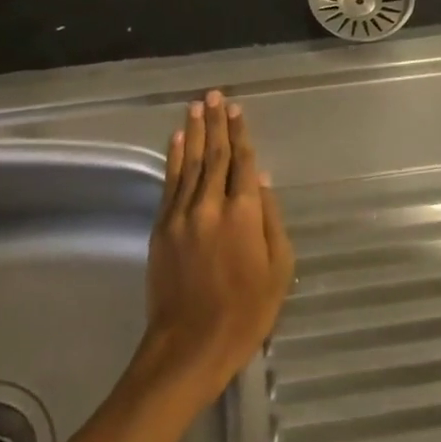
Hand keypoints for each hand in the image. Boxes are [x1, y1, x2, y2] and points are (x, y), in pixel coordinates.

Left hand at [138, 91, 294, 400]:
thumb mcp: (279, 270)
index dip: (241, 133)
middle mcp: (211, 204)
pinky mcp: (161, 228)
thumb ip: (272, 220)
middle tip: (215, 95)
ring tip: (196, 105)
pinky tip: (177, 139)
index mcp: (244, 213)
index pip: (243, 162)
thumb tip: (264, 180)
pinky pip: (169, 183)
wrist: (189, 347)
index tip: (238, 109)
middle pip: (215, 154)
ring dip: (194, 131)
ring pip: (190, 162)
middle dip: (216, 122)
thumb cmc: (245, 312)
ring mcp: (182, 215)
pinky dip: (174, 158)